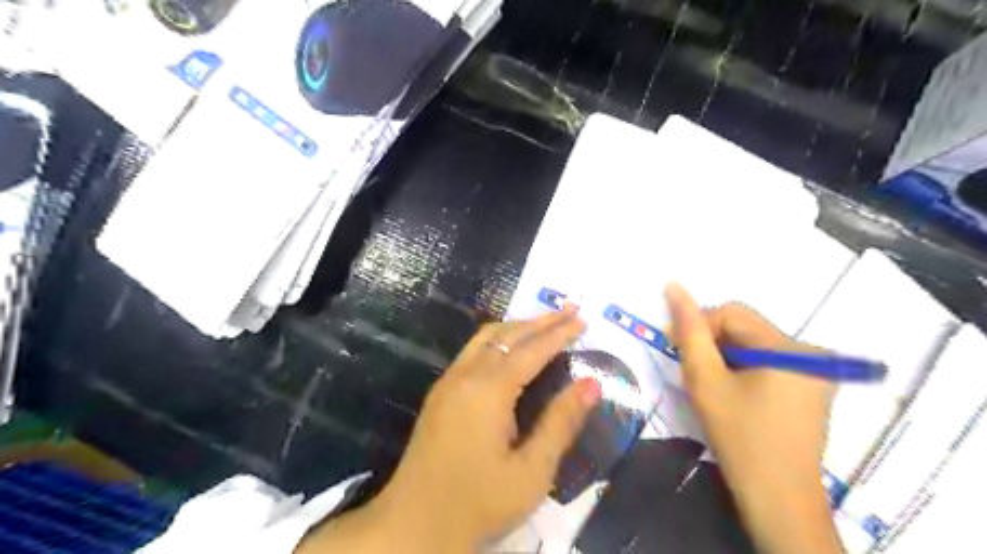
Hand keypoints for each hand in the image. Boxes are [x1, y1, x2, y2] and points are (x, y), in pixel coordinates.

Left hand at [296, 310, 595, 551]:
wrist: (413, 523)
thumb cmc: (478, 502)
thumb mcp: (532, 471)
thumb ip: (561, 422)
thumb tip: (591, 383)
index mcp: (489, 390)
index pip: (532, 350)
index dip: (559, 333)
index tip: (582, 319)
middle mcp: (466, 374)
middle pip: (508, 334)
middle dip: (541, 321)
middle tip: (570, 310)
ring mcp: (449, 381)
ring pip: (486, 337)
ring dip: (517, 325)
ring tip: (545, 322)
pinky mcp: (440, 392)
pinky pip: (473, 350)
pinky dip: (498, 338)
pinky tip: (509, 347)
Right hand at [663, 282, 838, 552]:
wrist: (777, 499)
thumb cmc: (739, 437)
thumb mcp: (705, 380)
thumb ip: (689, 331)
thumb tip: (674, 285)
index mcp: (789, 348)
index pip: (732, 312)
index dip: (700, 326)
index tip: (679, 352)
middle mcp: (810, 353)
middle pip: (745, 327)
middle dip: (713, 344)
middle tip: (694, 373)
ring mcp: (816, 371)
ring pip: (753, 344)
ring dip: (726, 357)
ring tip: (713, 387)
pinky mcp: (812, 387)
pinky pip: (768, 361)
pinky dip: (743, 369)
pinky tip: (734, 394)